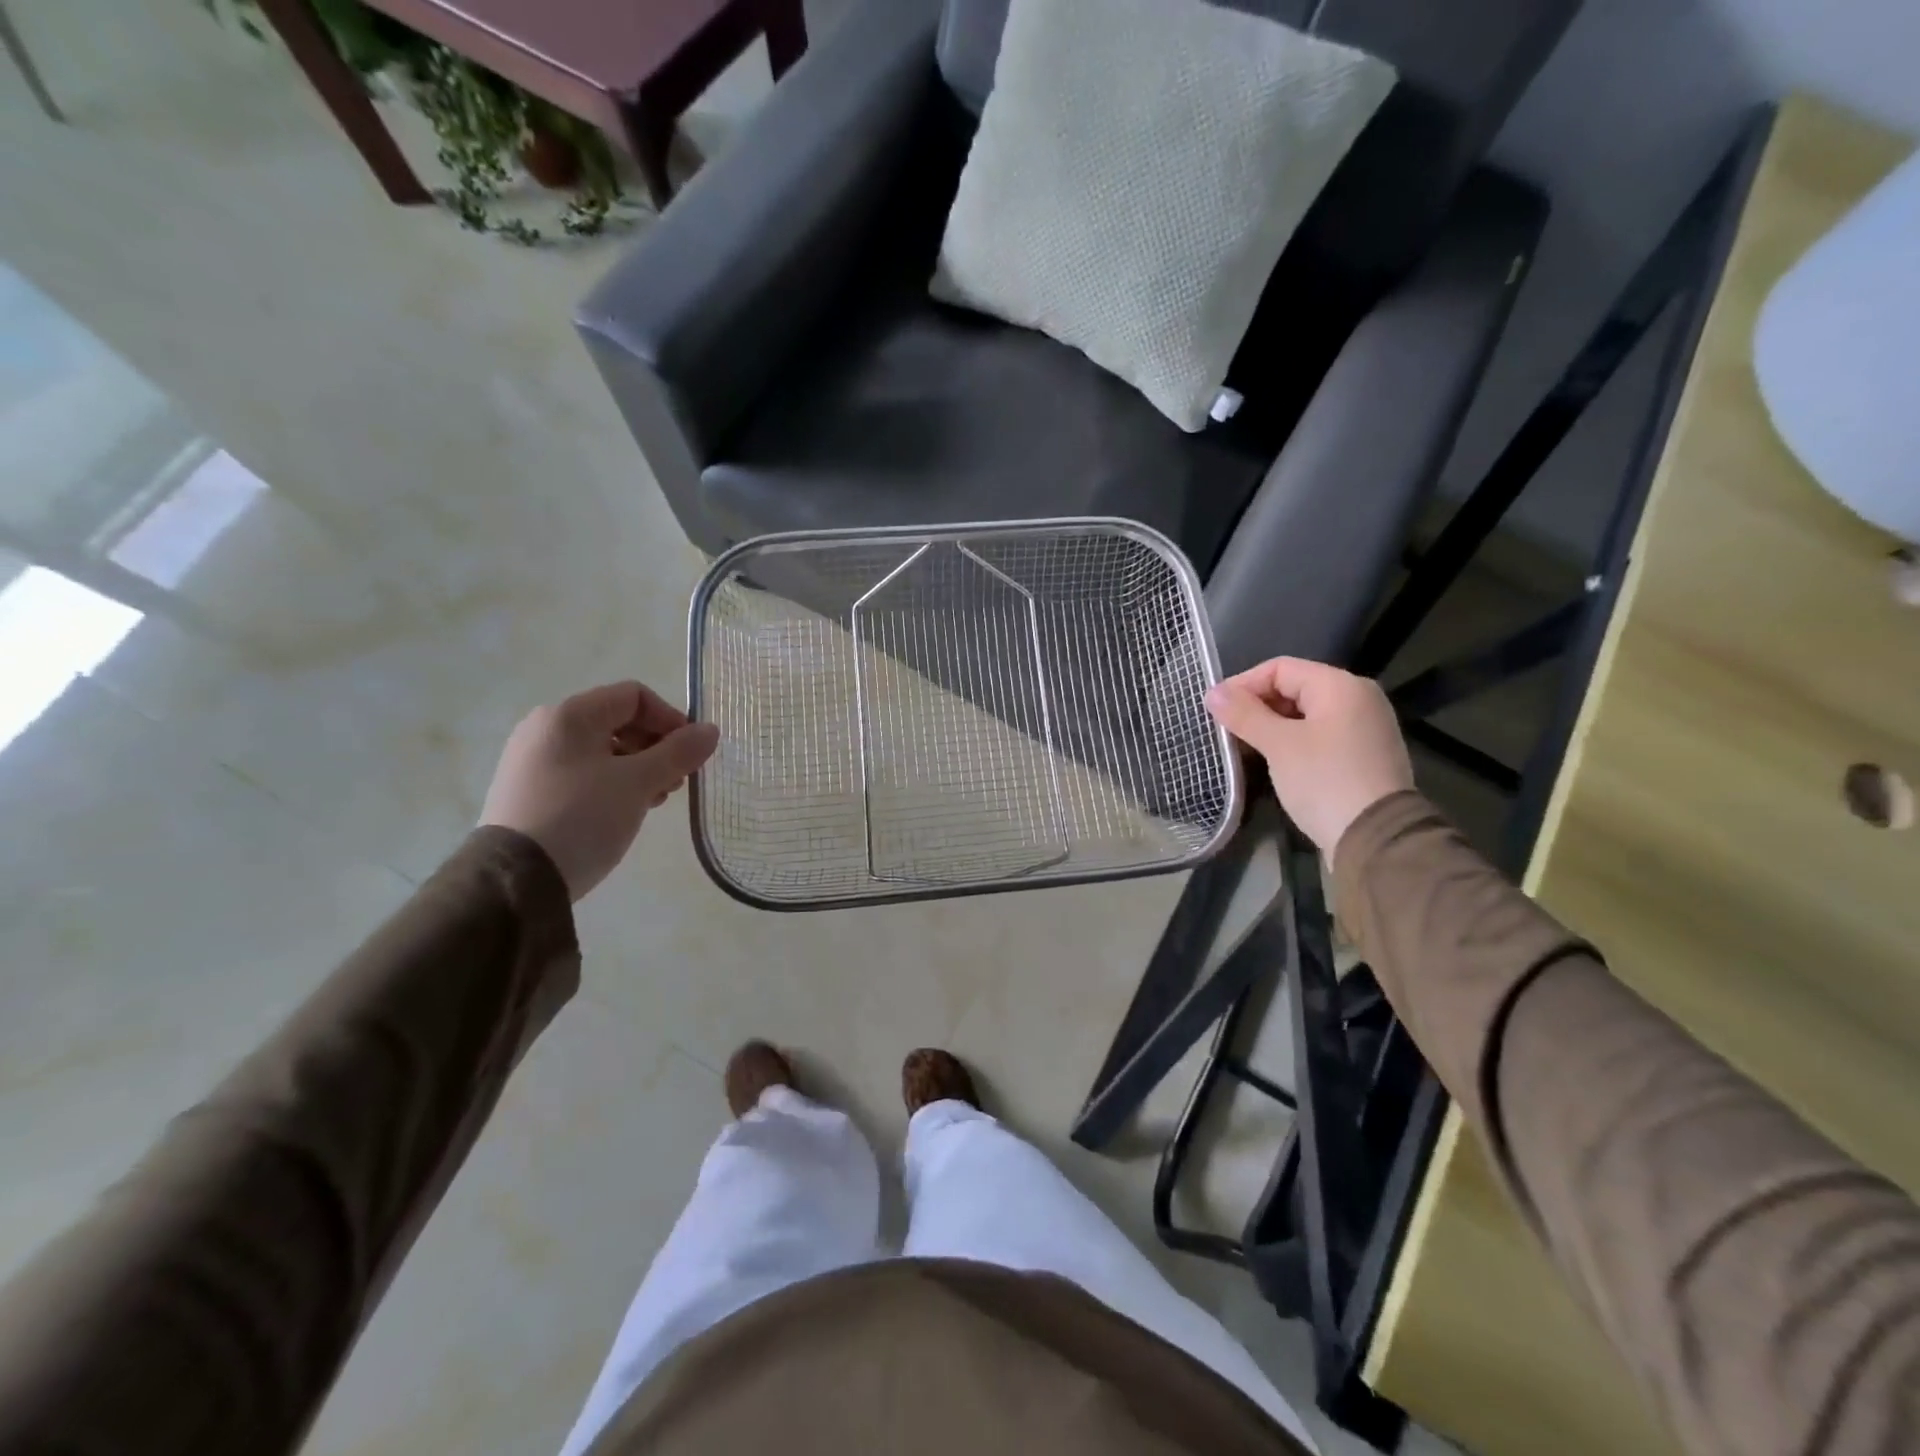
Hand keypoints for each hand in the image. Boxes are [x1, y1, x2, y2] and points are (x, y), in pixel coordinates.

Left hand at [481, 681, 719, 900]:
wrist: (514, 881)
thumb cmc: (582, 817)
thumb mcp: (639, 783)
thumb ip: (679, 752)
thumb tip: (711, 730)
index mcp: (570, 715)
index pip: (634, 696)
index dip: (670, 718)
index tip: (690, 753)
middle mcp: (546, 728)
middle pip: (618, 722)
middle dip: (656, 747)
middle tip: (676, 781)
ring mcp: (532, 760)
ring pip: (601, 750)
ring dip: (638, 768)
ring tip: (654, 800)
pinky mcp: (528, 791)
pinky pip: (581, 773)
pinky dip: (611, 784)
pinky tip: (624, 811)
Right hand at [1204, 657, 1412, 861]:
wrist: (1376, 839)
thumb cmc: (1324, 780)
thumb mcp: (1279, 745)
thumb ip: (1244, 715)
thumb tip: (1212, 693)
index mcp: (1341, 686)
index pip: (1280, 668)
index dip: (1243, 684)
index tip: (1215, 710)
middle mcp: (1358, 698)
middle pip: (1294, 688)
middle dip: (1256, 706)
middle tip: (1226, 730)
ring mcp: (1364, 728)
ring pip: (1305, 714)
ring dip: (1271, 726)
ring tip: (1242, 746)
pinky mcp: (1362, 756)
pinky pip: (1319, 735)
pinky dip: (1292, 741)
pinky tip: (1272, 760)